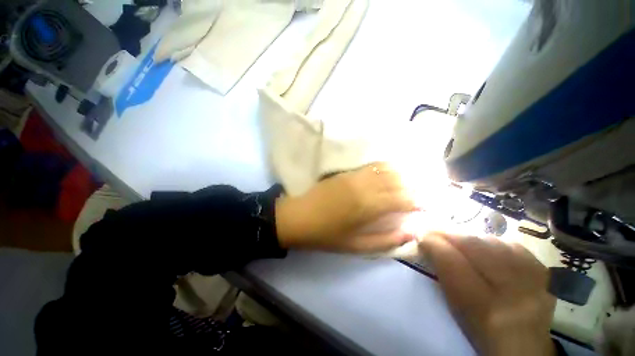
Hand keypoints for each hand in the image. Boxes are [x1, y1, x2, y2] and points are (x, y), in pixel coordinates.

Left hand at [275, 162, 419, 252]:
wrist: (298, 217)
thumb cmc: (326, 235)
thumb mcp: (356, 246)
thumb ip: (385, 240)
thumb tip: (410, 232)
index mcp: (368, 206)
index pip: (403, 198)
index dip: (419, 201)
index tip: (427, 206)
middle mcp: (364, 186)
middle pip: (398, 179)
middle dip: (415, 186)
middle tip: (423, 193)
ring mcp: (354, 175)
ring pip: (386, 168)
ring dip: (402, 173)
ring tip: (410, 181)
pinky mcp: (346, 172)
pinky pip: (371, 165)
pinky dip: (385, 167)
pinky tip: (390, 172)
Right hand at [419, 234, 555, 355]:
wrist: (524, 344)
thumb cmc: (480, 327)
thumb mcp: (455, 305)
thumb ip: (441, 272)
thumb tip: (426, 241)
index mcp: (483, 307)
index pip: (451, 261)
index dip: (432, 242)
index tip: (420, 235)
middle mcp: (512, 291)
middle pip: (473, 245)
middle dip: (449, 234)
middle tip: (436, 234)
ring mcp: (533, 279)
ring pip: (491, 240)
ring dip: (470, 238)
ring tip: (460, 242)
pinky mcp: (543, 270)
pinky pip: (511, 244)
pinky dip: (493, 243)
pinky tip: (487, 250)